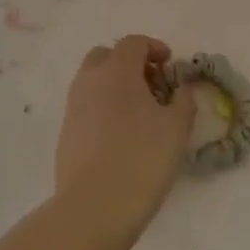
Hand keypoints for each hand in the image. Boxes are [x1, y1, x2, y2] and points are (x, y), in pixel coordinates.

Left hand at [54, 35, 195, 238]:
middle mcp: (89, 81)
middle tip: (151, 83)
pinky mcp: (65, 133)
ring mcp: (73, 107)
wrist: (94, 207)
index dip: (154, 47)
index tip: (170, 65)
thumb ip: (184, 100)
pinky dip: (103, 108)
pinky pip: (86, 107)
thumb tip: (183, 88)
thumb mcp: (177, 128)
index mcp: (117, 71)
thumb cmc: (142, 159)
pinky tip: (121, 135)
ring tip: (138, 112)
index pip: (133, 42)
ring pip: (92, 81)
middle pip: (105, 55)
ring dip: (114, 85)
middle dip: (128, 62)